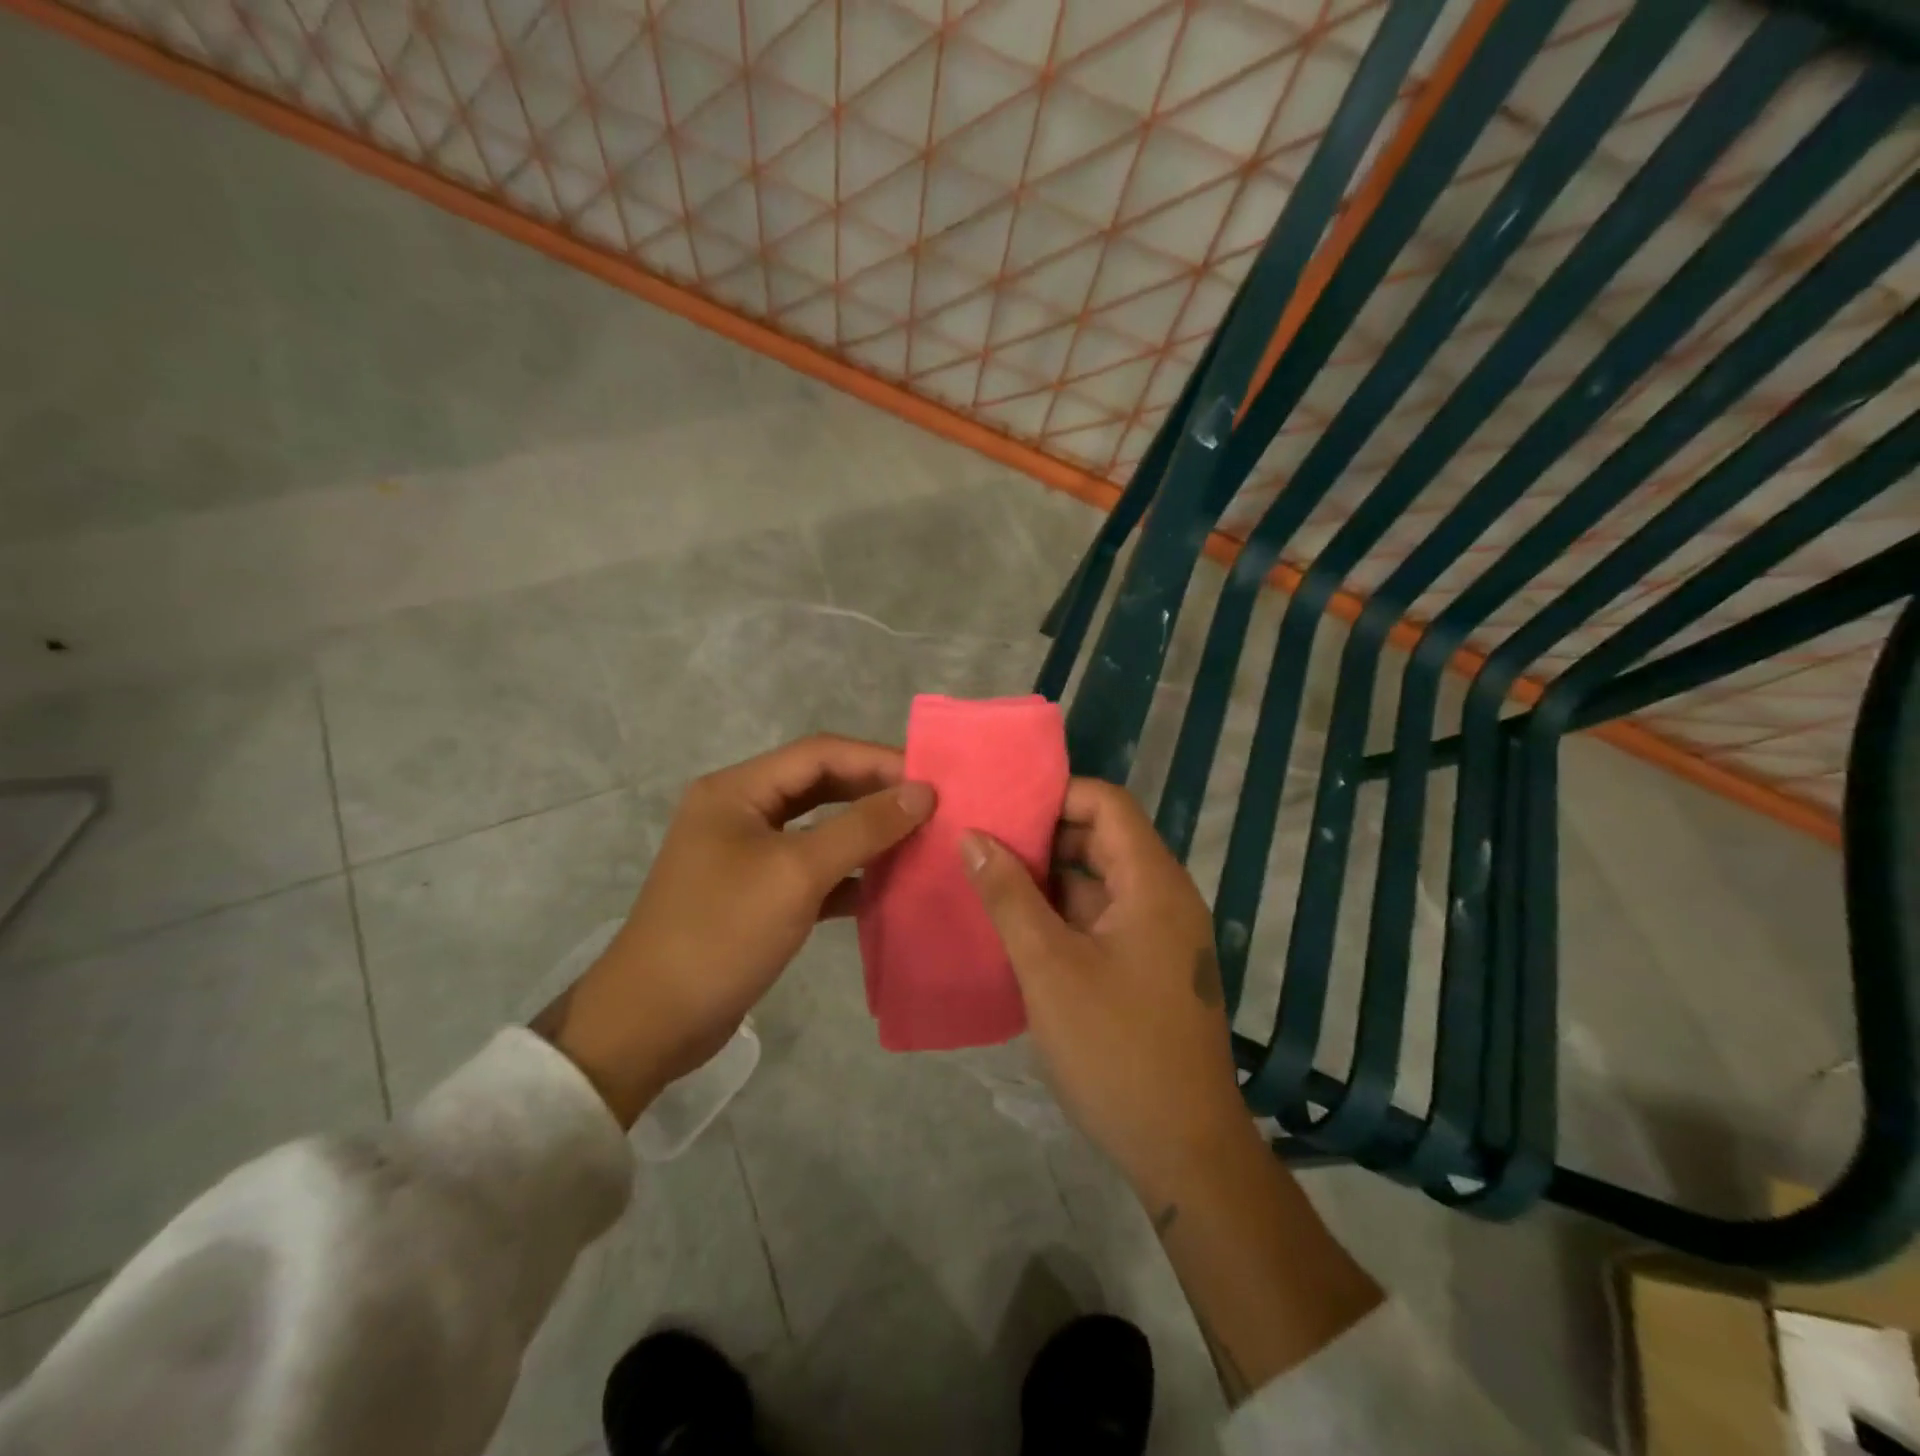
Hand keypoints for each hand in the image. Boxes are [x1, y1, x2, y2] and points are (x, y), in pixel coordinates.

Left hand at [543, 735, 934, 1124]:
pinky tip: (884, 889)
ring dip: (864, 834)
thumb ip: (862, 828)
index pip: (819, 754)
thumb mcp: (796, 873)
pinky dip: (847, 874)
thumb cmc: (721, 933)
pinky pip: (811, 869)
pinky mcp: (755, 894)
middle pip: (819, 786)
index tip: (930, 779)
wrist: (652, 1024)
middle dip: (873, 794)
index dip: (877, 760)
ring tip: (917, 841)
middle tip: (930, 807)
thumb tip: (922, 792)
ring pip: (818, 829)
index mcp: (737, 791)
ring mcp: (746, 854)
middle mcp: (740, 812)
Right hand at [959, 778, 1253, 1203]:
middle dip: (1043, 834)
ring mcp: (1158, 934)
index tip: (1001, 803)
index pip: (1107, 804)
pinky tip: (1014, 923)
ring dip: (1047, 876)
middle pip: (1102, 838)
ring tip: (986, 874)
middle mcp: (1163, 897)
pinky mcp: (1148, 966)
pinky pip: (1101, 918)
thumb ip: (1009, 896)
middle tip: (981, 837)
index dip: (1056, 794)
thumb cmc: (1116, 1050)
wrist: (1184, 1150)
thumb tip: (973, 836)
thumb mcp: (1050, 967)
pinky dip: (1061, 913)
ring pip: (1098, 881)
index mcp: (1153, 883)